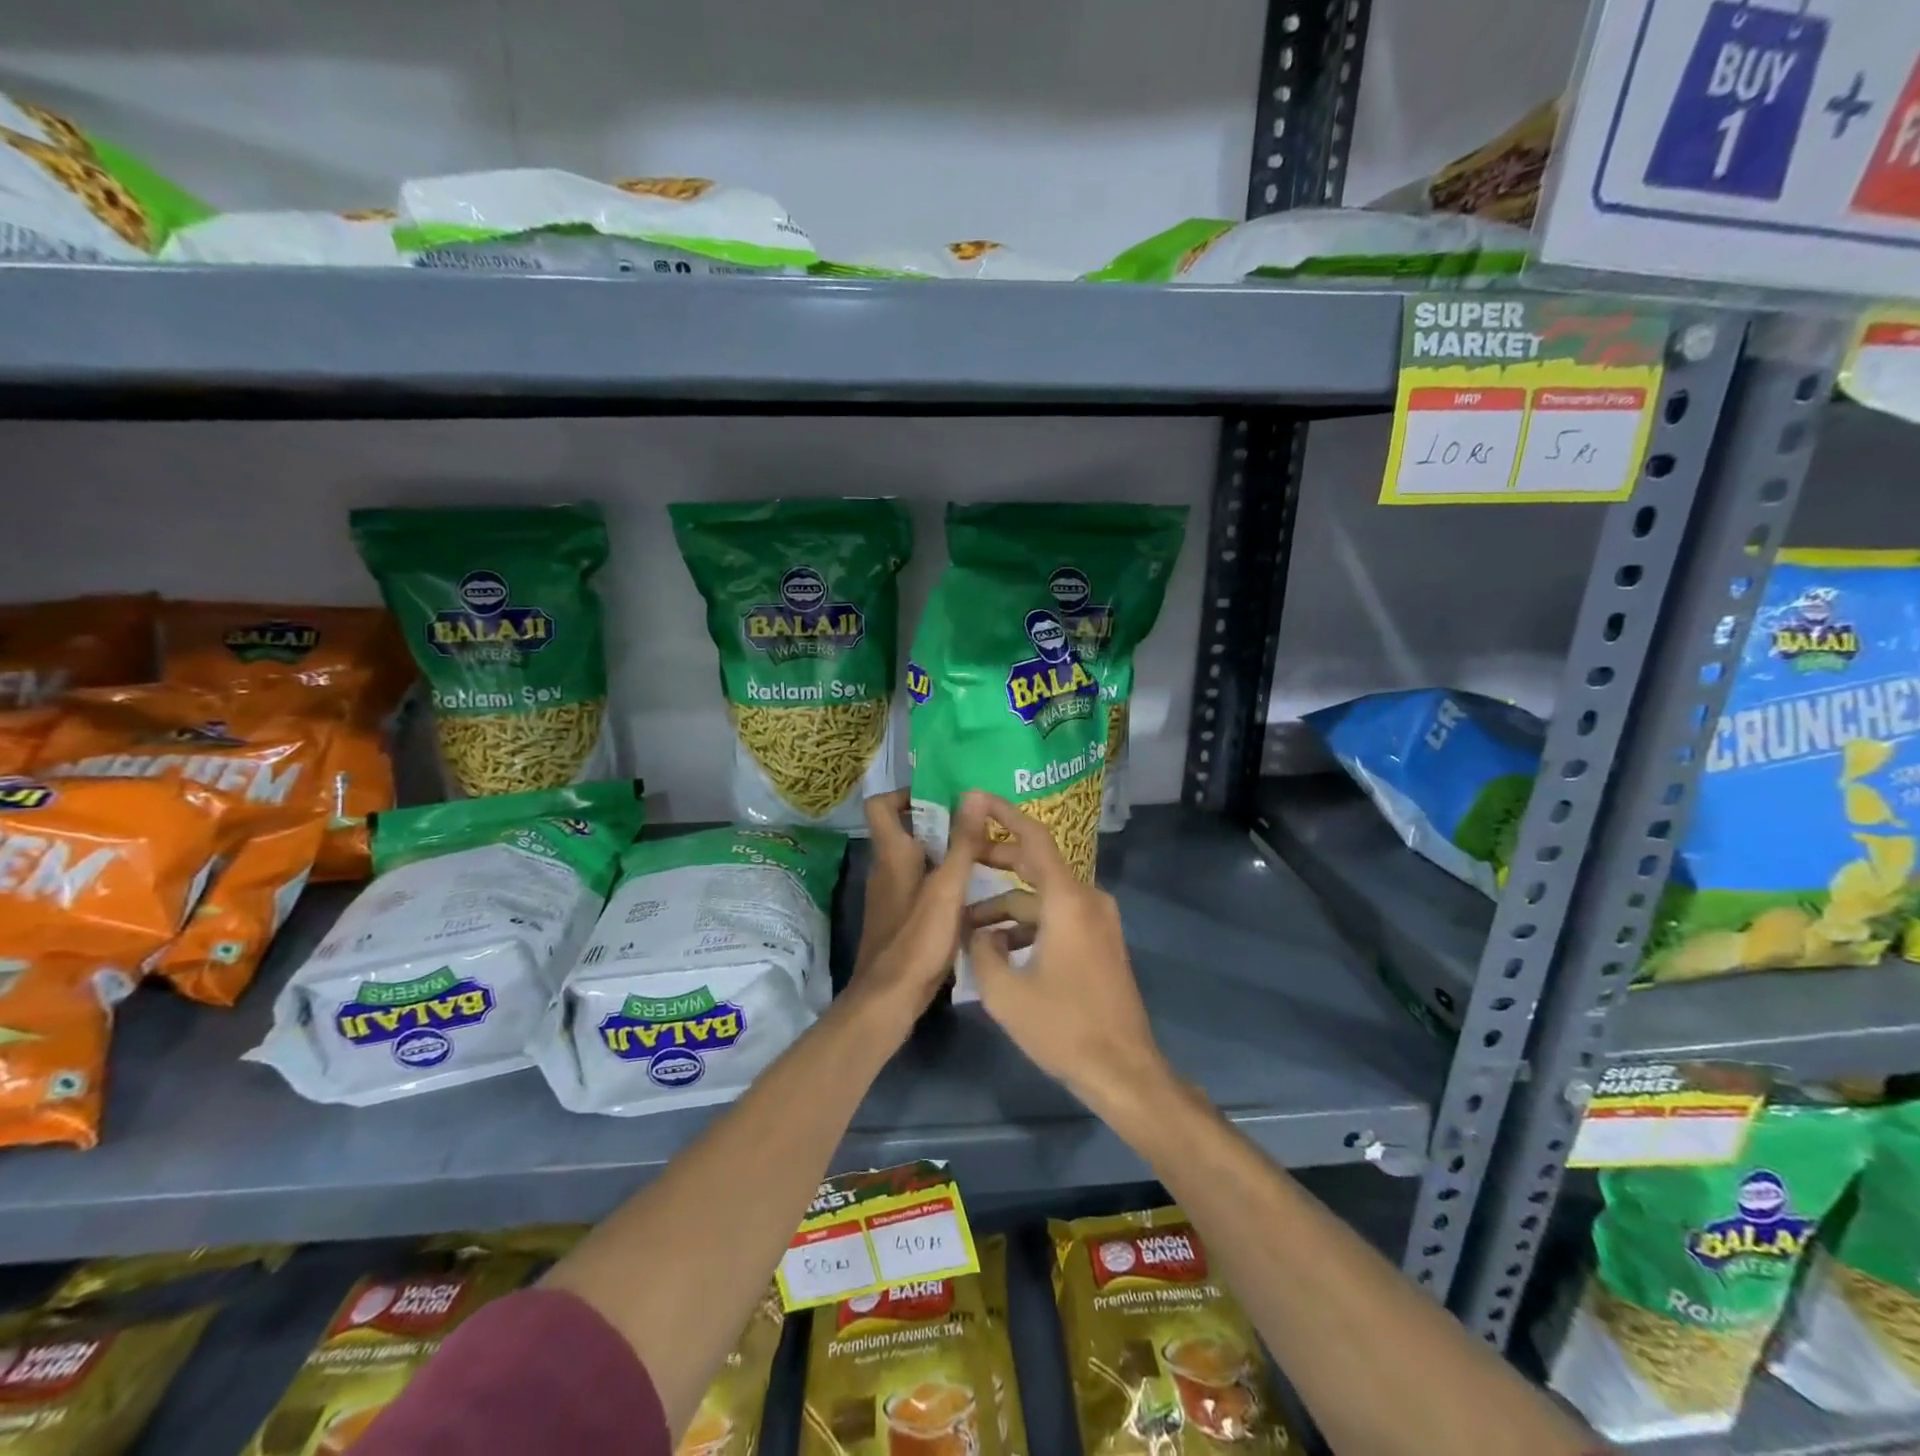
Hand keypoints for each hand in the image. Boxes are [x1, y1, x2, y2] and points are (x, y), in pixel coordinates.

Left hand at [842, 791, 988, 1036]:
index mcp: (892, 854)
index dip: (906, 794)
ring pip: (920, 863)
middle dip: (942, 826)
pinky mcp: (901, 921)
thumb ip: (962, 842)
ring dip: (948, 858)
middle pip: (908, 833)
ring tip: (988, 861)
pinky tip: (976, 900)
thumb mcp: (948, 887)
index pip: (881, 805)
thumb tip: (972, 792)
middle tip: (980, 829)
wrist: (889, 999)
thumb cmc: (917, 938)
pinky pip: (924, 889)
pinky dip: (946, 886)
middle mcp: (887, 870)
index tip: (942, 798)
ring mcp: (892, 897)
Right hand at [966, 793, 1170, 1114]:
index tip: (975, 798)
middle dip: (996, 860)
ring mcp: (1097, 922)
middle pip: (1036, 864)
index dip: (1003, 813)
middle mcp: (1087, 900)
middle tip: (959, 857)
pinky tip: (998, 950)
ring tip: (966, 925)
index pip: (1034, 838)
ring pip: (1043, 898)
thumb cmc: (1063, 1027)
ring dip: (1006, 905)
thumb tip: (977, 930)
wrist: (1123, 1071)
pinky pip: (1057, 918)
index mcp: (1067, 900)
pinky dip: (1027, 925)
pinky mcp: (1099, 942)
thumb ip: (981, 949)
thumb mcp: (1005, 991)